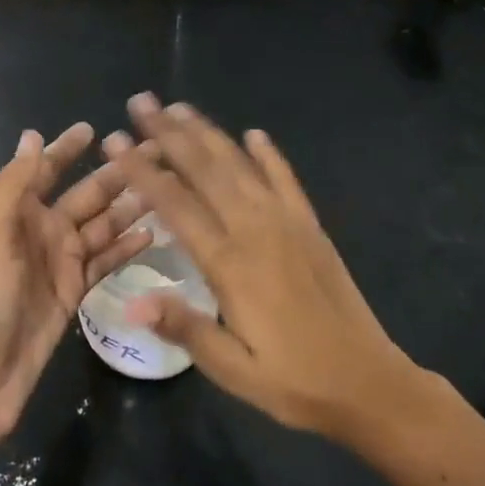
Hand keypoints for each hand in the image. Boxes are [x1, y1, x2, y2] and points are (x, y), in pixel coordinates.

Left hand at [0, 122, 151, 450]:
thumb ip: (14, 185)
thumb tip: (32, 136)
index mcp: (15, 213)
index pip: (45, 171)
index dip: (66, 149)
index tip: (95, 129)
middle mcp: (39, 232)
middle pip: (84, 195)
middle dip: (114, 174)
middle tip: (154, 152)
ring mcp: (58, 263)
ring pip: (100, 226)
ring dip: (128, 207)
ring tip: (165, 188)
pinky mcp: (72, 293)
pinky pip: (103, 261)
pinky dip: (124, 247)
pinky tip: (152, 233)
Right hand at [107, 93, 430, 439]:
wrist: (368, 383)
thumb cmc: (293, 382)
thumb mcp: (233, 369)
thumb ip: (184, 327)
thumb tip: (131, 301)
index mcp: (229, 264)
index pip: (175, 204)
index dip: (142, 170)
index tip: (116, 140)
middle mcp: (256, 230)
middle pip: (205, 170)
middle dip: (169, 134)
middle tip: (141, 102)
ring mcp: (287, 223)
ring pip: (240, 166)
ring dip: (208, 133)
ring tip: (180, 107)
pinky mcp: (311, 227)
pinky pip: (286, 180)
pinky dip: (269, 155)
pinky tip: (254, 134)